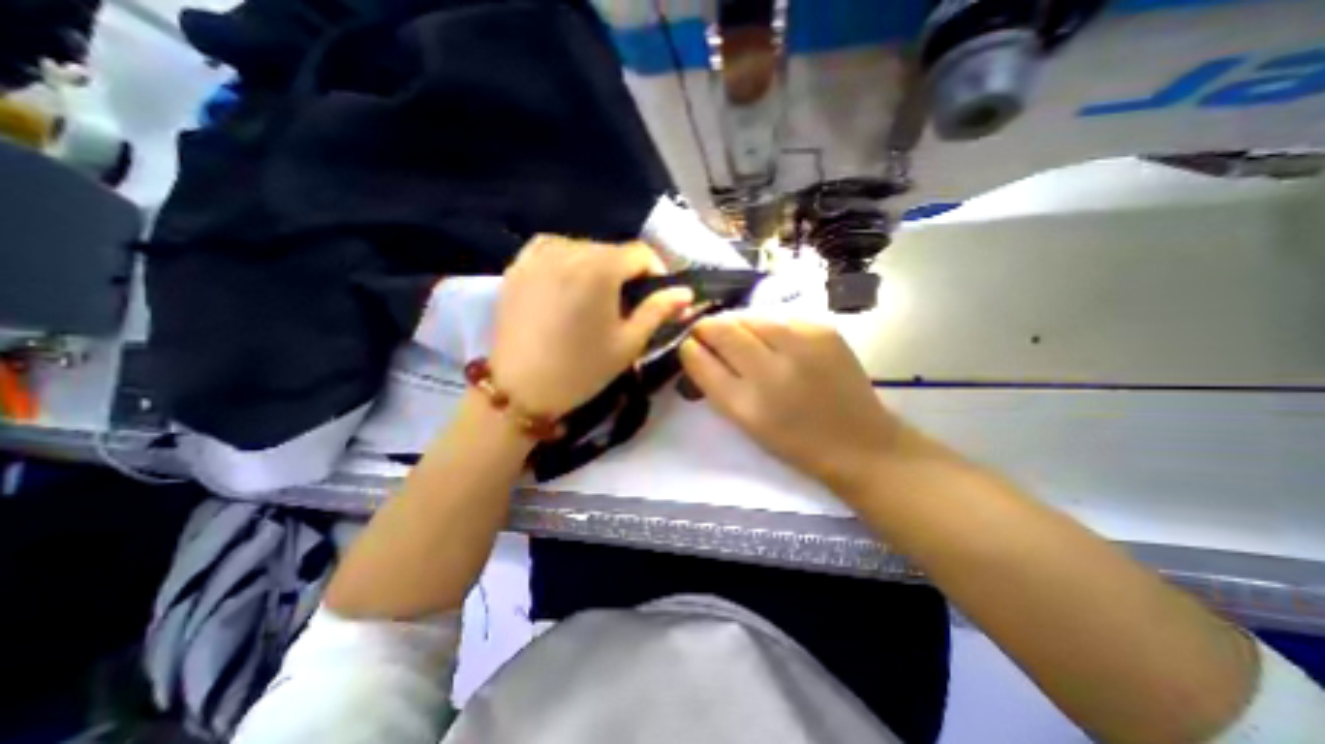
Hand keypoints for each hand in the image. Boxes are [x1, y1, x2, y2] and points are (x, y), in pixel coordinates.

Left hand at [487, 231, 693, 417]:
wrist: (520, 390)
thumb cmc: (582, 369)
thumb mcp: (629, 342)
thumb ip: (659, 310)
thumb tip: (685, 292)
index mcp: (599, 268)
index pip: (641, 252)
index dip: (657, 273)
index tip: (657, 298)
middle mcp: (567, 250)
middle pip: (611, 250)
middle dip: (627, 273)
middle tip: (626, 305)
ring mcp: (537, 256)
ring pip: (582, 248)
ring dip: (598, 267)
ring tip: (596, 298)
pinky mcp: (516, 267)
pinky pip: (550, 249)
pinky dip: (566, 259)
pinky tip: (568, 282)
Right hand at [676, 313, 918, 494]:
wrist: (859, 441)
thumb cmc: (794, 441)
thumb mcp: (745, 422)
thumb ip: (716, 384)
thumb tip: (698, 349)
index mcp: (745, 404)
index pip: (700, 359)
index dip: (689, 346)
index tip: (688, 344)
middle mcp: (770, 370)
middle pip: (723, 329)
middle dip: (707, 327)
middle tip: (707, 333)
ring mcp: (801, 345)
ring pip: (749, 316)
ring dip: (737, 324)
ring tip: (741, 337)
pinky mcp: (823, 330)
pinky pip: (778, 317)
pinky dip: (767, 325)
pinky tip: (773, 339)